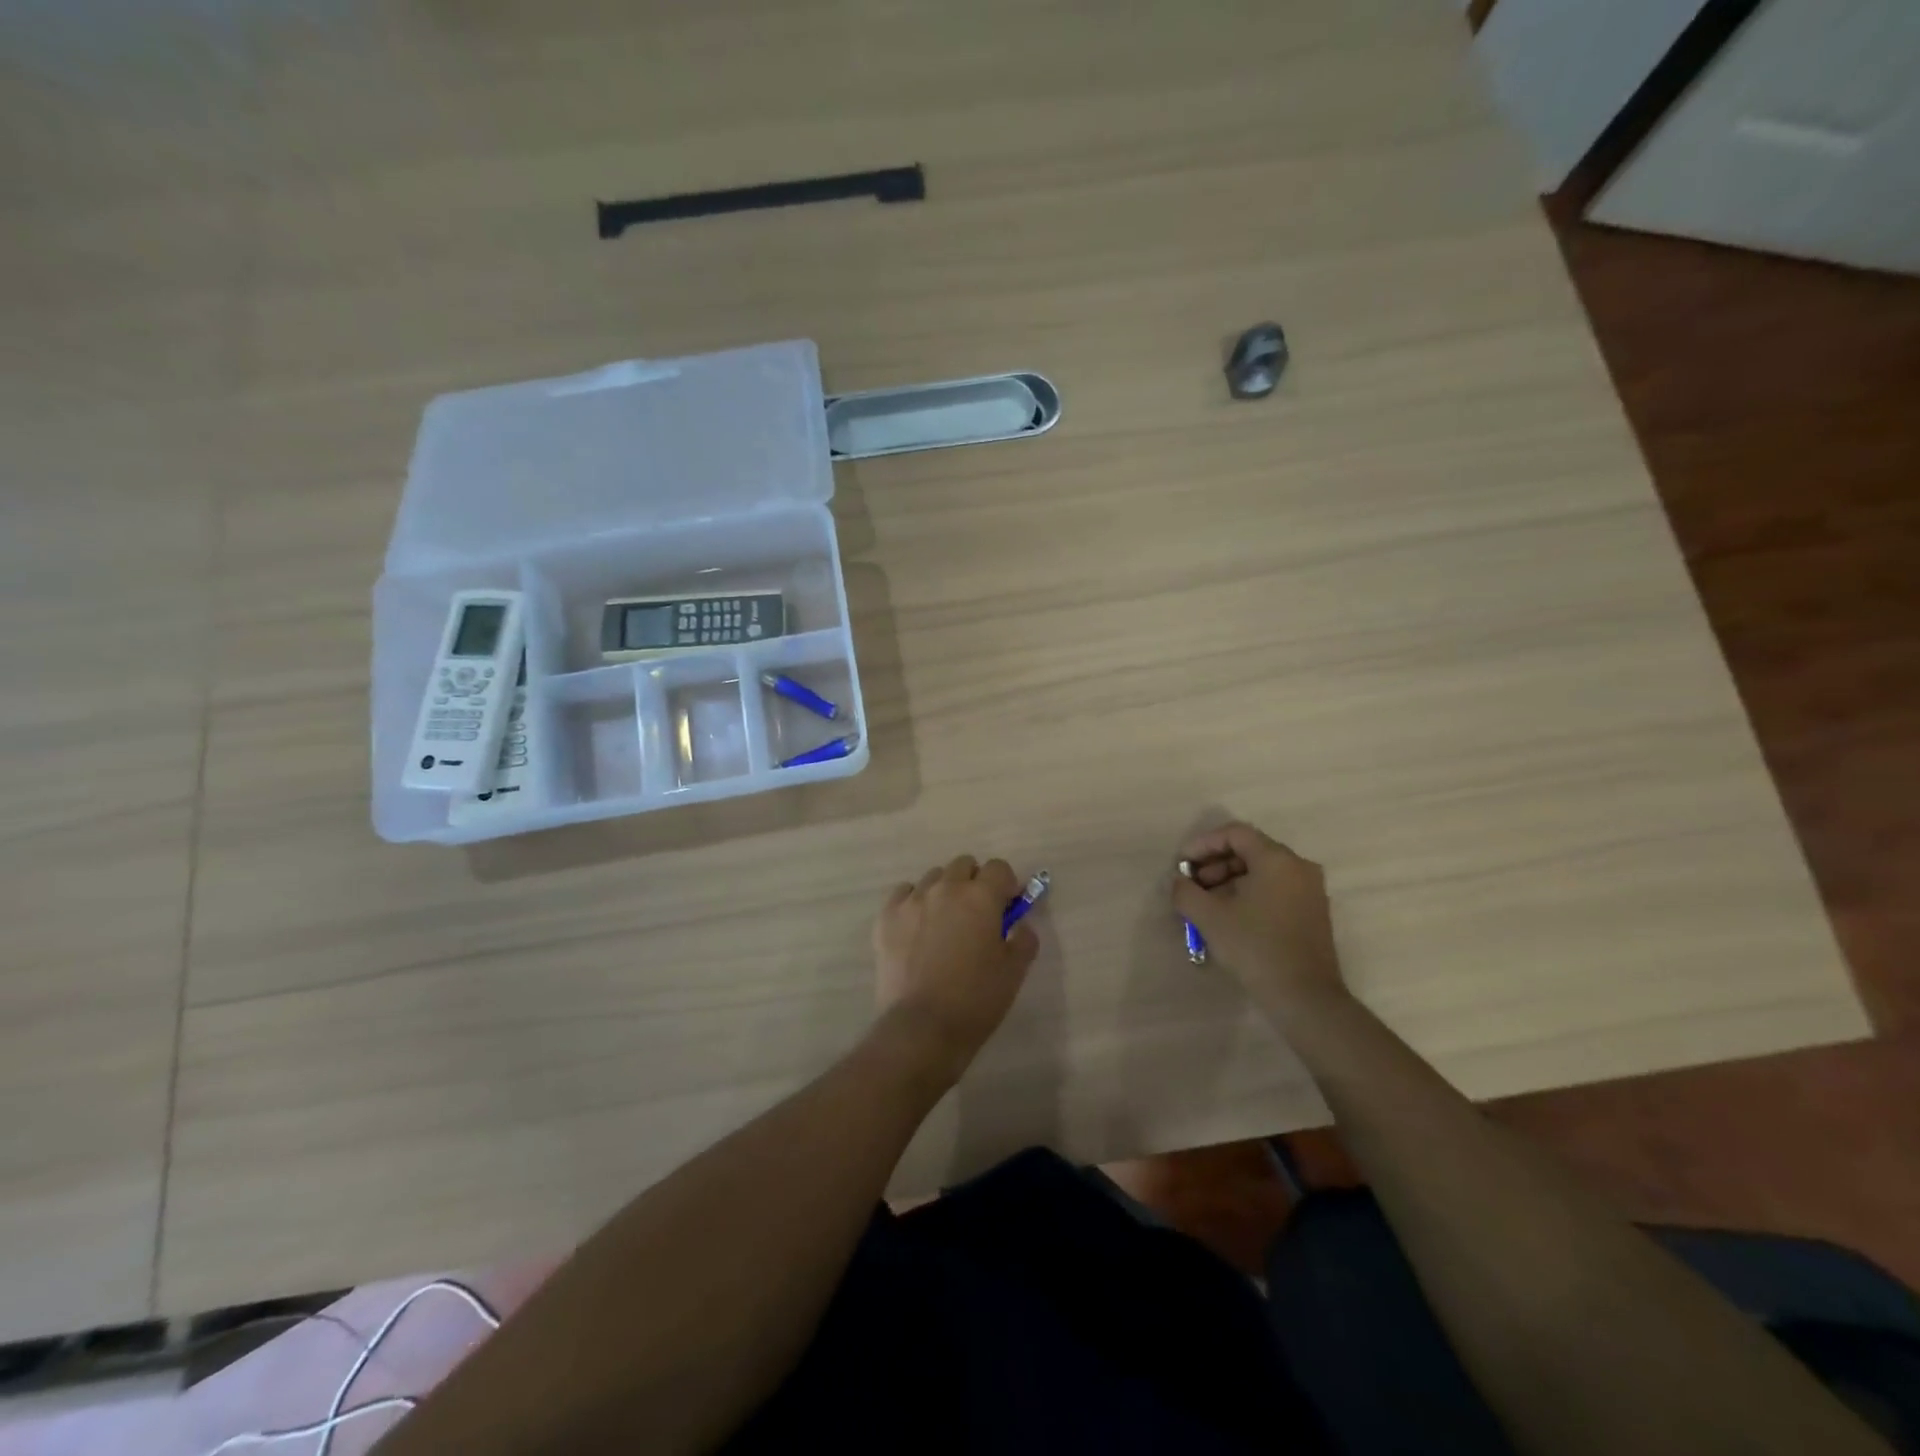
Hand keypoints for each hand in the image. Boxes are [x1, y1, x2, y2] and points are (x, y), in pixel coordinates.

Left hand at [873, 856, 1037, 1083]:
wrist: (922, 1027)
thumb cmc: (975, 1000)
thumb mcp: (1014, 971)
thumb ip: (1023, 938)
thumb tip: (1018, 924)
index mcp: (980, 897)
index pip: (998, 867)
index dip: (1006, 885)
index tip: (1007, 907)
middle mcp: (945, 888)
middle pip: (963, 865)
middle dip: (975, 881)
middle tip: (978, 914)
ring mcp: (912, 900)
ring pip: (933, 878)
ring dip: (945, 891)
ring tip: (945, 922)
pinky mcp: (886, 917)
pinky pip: (904, 893)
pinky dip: (914, 902)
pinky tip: (918, 927)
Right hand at [1171, 823, 1346, 1019]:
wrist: (1304, 996)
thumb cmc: (1255, 948)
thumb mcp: (1209, 917)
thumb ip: (1186, 892)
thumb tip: (1179, 882)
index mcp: (1276, 859)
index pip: (1235, 833)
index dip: (1203, 844)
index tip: (1182, 864)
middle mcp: (1298, 866)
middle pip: (1249, 849)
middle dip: (1215, 863)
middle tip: (1193, 885)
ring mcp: (1310, 889)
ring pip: (1262, 870)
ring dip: (1230, 879)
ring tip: (1207, 903)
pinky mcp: (1313, 911)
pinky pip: (1275, 887)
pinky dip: (1249, 892)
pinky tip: (1230, 915)